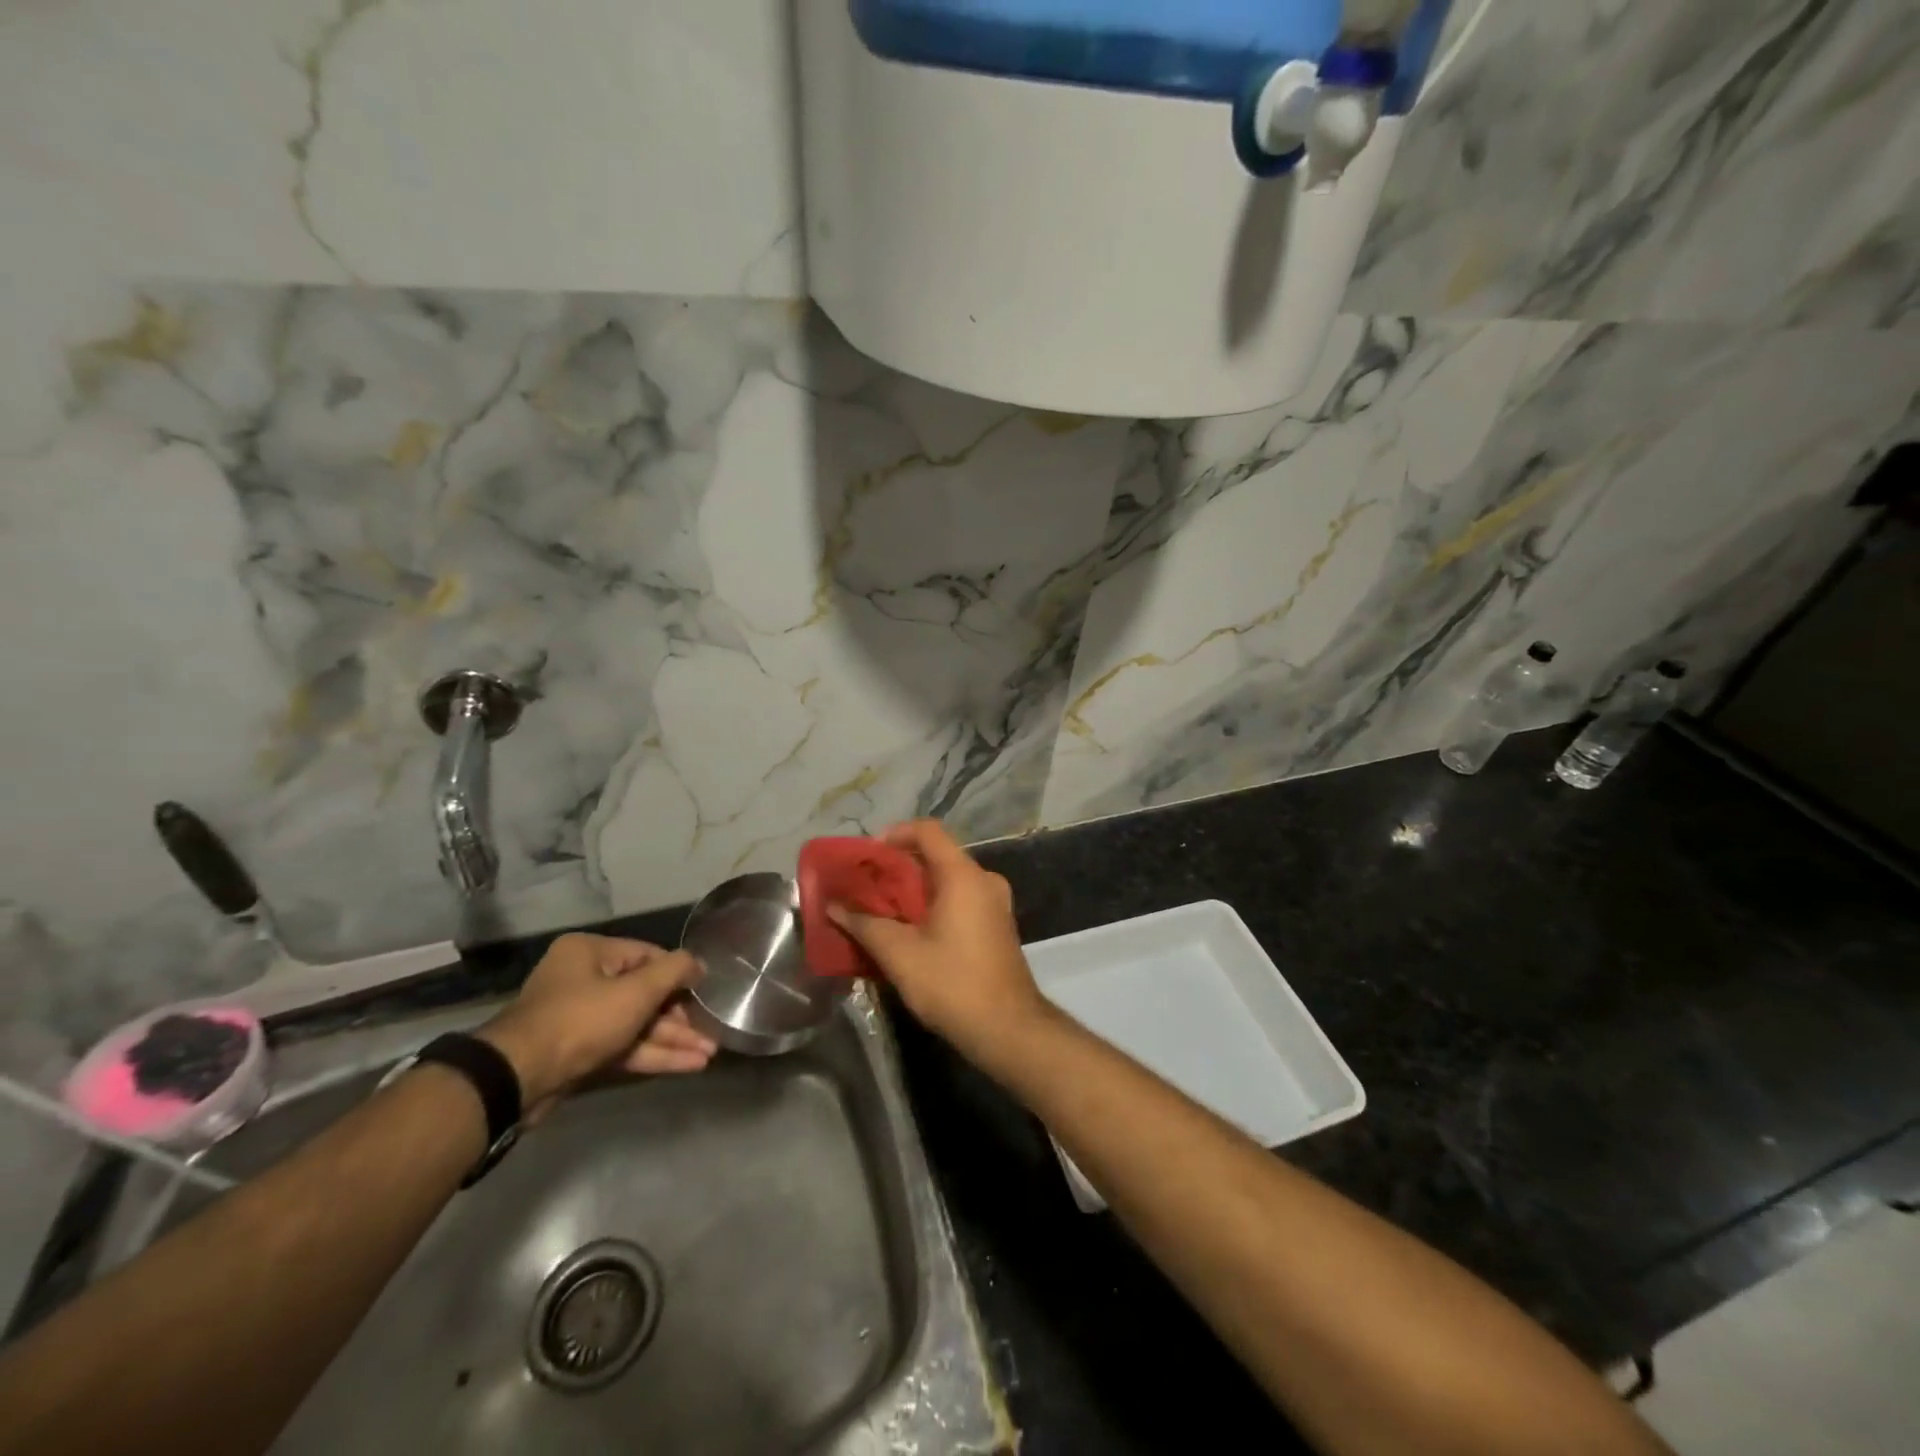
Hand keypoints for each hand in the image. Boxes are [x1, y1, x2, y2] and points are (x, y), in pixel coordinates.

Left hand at [478, 934, 714, 1108]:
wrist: (517, 1079)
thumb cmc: (582, 1020)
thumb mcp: (637, 990)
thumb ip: (675, 971)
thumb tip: (699, 964)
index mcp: (590, 952)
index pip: (648, 955)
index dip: (680, 974)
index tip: (707, 993)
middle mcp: (583, 979)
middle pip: (644, 993)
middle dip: (680, 1016)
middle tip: (711, 1031)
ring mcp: (579, 1019)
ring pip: (636, 1024)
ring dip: (672, 1039)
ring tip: (709, 1053)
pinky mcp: (578, 1053)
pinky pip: (623, 1046)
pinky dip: (653, 1055)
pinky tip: (687, 1065)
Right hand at [827, 820, 1051, 1062]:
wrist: (1008, 1029)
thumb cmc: (953, 984)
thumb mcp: (899, 954)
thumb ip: (864, 924)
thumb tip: (832, 906)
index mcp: (964, 875)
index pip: (928, 831)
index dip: (894, 834)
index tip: (867, 856)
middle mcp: (984, 880)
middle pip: (936, 855)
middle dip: (897, 868)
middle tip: (865, 886)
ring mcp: (994, 903)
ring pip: (947, 880)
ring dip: (913, 889)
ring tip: (879, 910)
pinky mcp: (996, 925)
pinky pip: (960, 899)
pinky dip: (932, 905)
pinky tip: (908, 930)